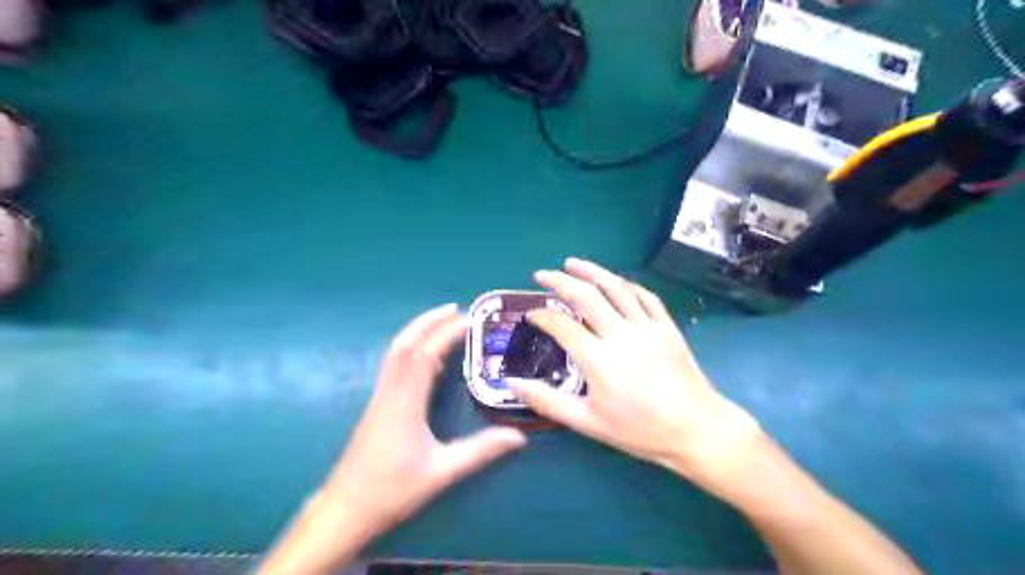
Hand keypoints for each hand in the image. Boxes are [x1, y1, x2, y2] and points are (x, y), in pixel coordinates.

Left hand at [261, 302, 523, 571]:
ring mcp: (380, 396)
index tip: (469, 321)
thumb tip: (518, 437)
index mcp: (404, 403)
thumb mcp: (441, 473)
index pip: (425, 355)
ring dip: (418, 331)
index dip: (446, 334)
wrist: (344, 509)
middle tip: (456, 309)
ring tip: (443, 321)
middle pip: (405, 344)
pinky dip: (412, 349)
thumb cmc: (391, 490)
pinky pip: (395, 365)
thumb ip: (480, 452)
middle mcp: (389, 392)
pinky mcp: (377, 404)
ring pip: (396, 352)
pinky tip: (427, 355)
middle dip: (429, 321)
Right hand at [508, 258, 762, 493]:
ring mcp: (647, 326)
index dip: (542, 316)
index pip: (562, 325)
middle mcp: (621, 334)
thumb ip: (548, 401)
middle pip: (586, 296)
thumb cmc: (640, 430)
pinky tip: (615, 281)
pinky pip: (644, 296)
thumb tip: (512, 384)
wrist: (696, 429)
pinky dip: (625, 284)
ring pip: (615, 287)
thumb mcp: (588, 423)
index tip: (531, 314)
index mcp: (598, 359)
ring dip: (591, 271)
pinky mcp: (666, 326)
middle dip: (560, 281)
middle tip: (542, 274)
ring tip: (572, 263)